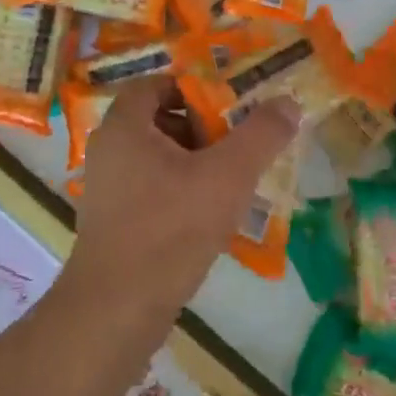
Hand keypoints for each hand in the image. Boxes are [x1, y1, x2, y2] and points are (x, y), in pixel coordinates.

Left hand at [67, 78, 297, 319]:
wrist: (116, 312)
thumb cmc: (170, 229)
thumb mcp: (226, 176)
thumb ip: (260, 135)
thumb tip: (288, 102)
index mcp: (125, 126)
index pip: (156, 83)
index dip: (194, 87)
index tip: (229, 103)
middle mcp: (109, 149)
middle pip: (159, 118)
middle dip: (201, 125)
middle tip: (237, 140)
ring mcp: (107, 187)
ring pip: (157, 156)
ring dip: (194, 160)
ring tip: (231, 178)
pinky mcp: (112, 221)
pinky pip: (150, 187)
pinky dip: (180, 188)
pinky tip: (209, 214)